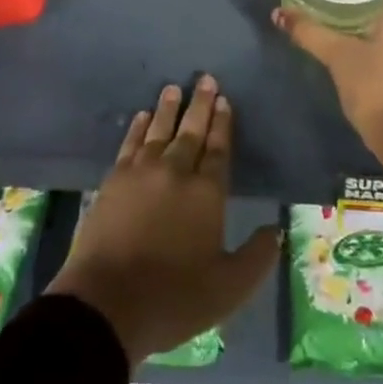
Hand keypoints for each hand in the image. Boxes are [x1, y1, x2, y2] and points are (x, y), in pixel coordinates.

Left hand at [47, 76, 281, 367]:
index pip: (219, 149)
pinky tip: (141, 117)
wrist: (106, 304)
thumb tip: (275, 230)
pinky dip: (137, 128)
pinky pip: (130, 144)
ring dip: (168, 108)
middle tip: (205, 79)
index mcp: (207, 193)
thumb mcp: (229, 289)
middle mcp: (176, 172)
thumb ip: (256, 257)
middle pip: (191, 131)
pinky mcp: (113, 181)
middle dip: (200, 104)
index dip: (223, 123)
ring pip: (159, 131)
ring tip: (174, 88)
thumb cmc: (173, 298)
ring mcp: (141, 173)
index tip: (225, 100)